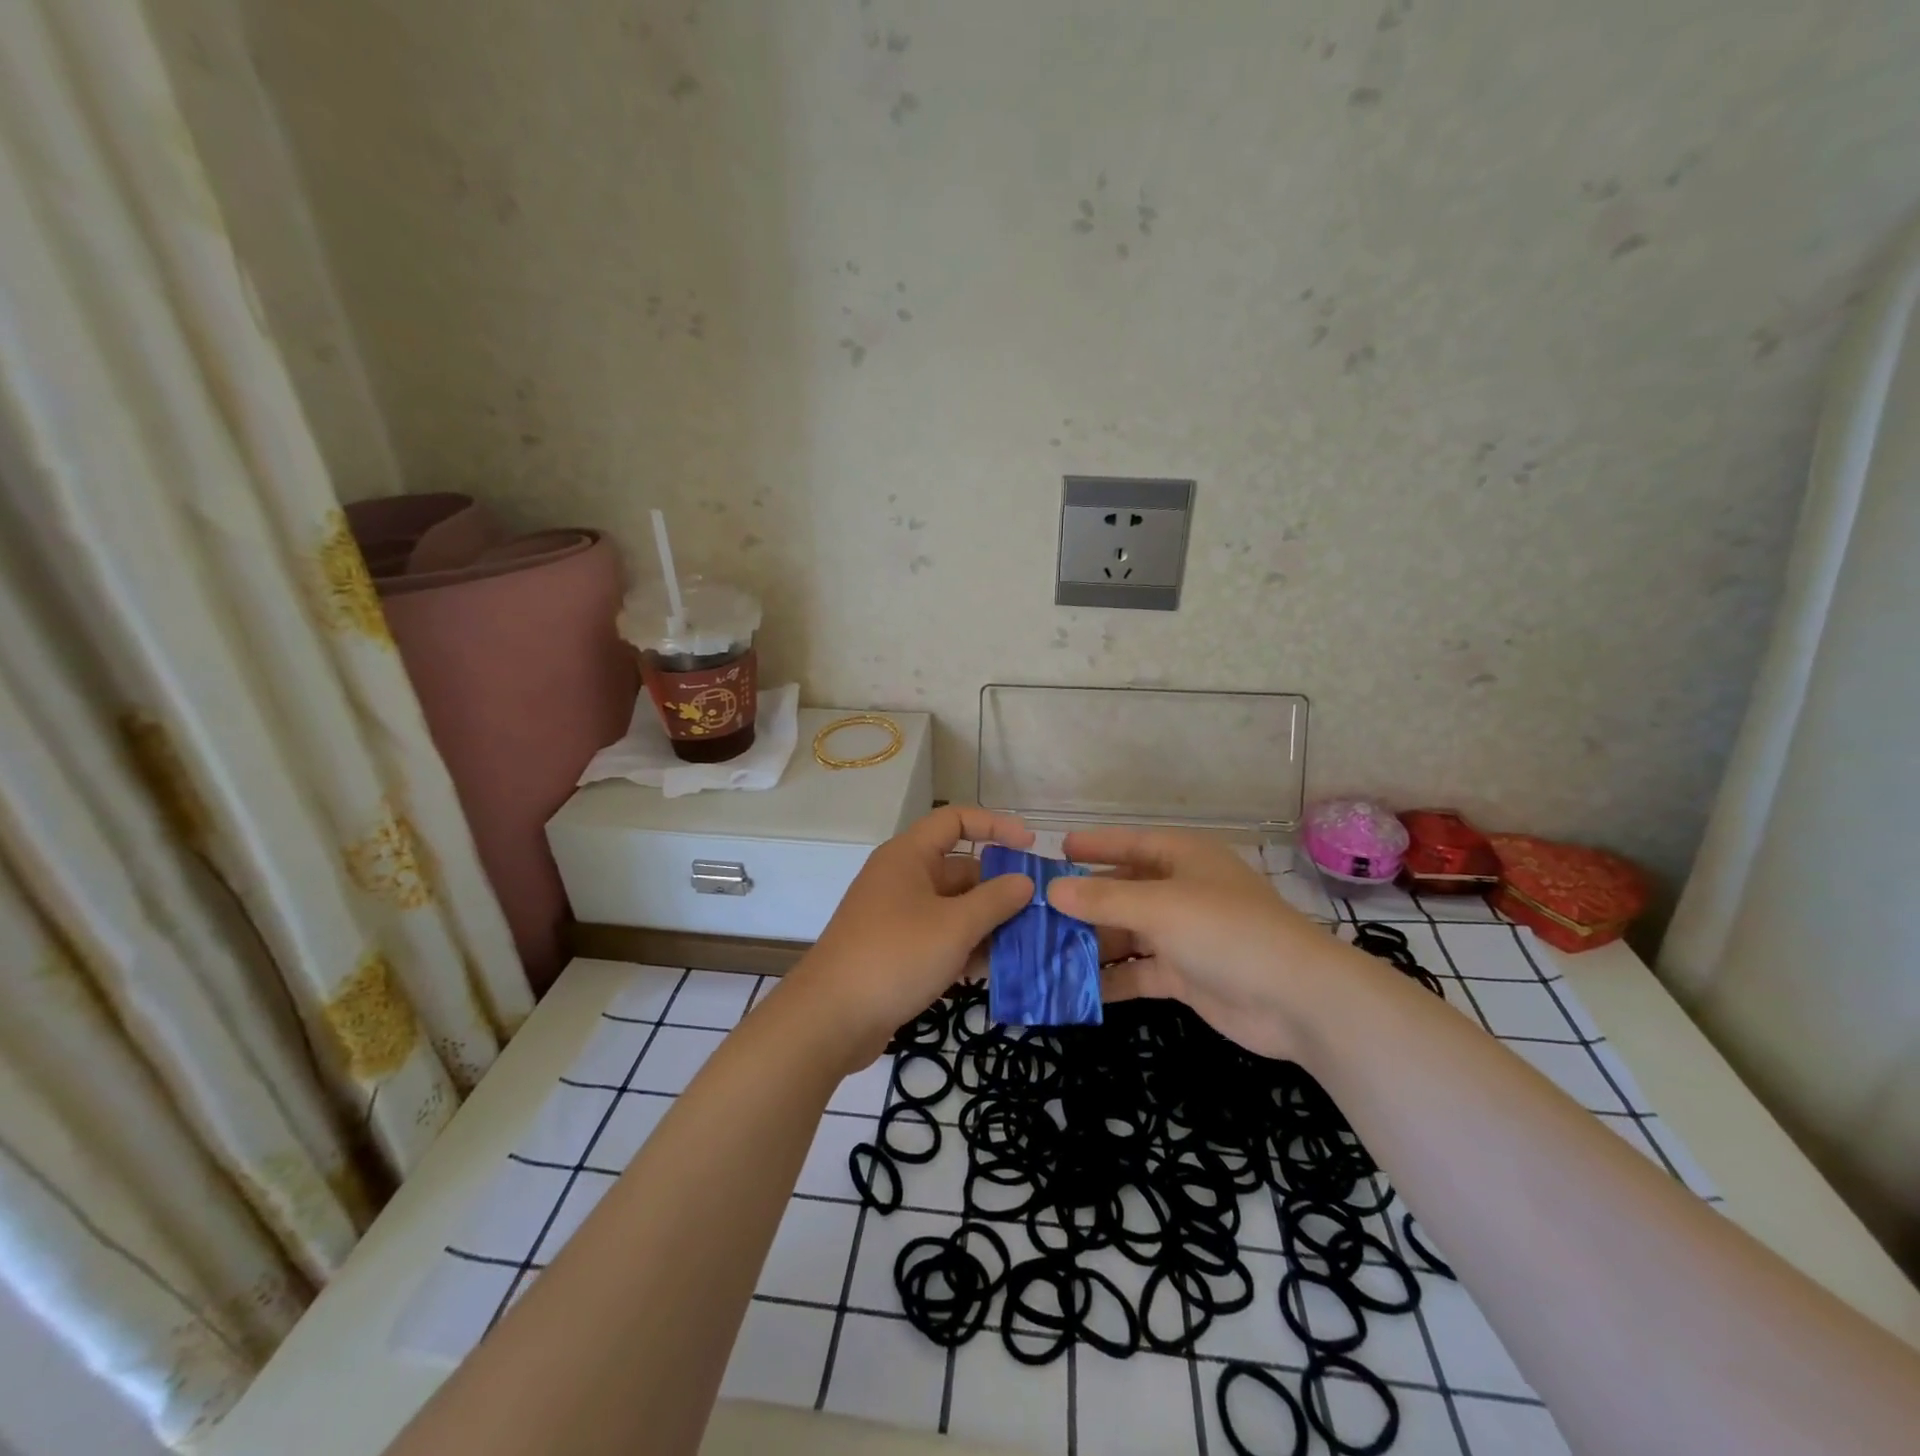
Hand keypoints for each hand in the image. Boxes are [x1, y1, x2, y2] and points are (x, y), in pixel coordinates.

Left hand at [788, 806, 1035, 1069]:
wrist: (831, 1018)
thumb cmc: (895, 956)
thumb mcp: (954, 926)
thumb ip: (995, 900)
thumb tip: (1025, 882)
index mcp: (909, 856)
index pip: (955, 821)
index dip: (995, 825)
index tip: (1031, 846)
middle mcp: (902, 878)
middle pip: (960, 869)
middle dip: (999, 888)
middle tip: (1040, 910)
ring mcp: (897, 915)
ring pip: (953, 907)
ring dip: (987, 923)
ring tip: (1028, 944)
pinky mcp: (896, 950)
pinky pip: (940, 936)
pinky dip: (966, 947)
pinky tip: (994, 970)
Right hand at [1047, 826, 1358, 1060]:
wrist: (1299, 1000)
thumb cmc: (1227, 931)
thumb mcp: (1160, 907)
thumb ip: (1103, 900)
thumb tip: (1052, 889)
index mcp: (1182, 858)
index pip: (1129, 843)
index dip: (1093, 846)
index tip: (1054, 852)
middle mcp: (1181, 890)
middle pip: (1122, 890)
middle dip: (1082, 902)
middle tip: (1034, 912)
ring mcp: (1184, 935)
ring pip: (1126, 932)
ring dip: (1091, 943)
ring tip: (1042, 952)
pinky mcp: (1186, 975)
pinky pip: (1138, 970)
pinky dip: (1111, 978)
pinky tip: (1074, 988)